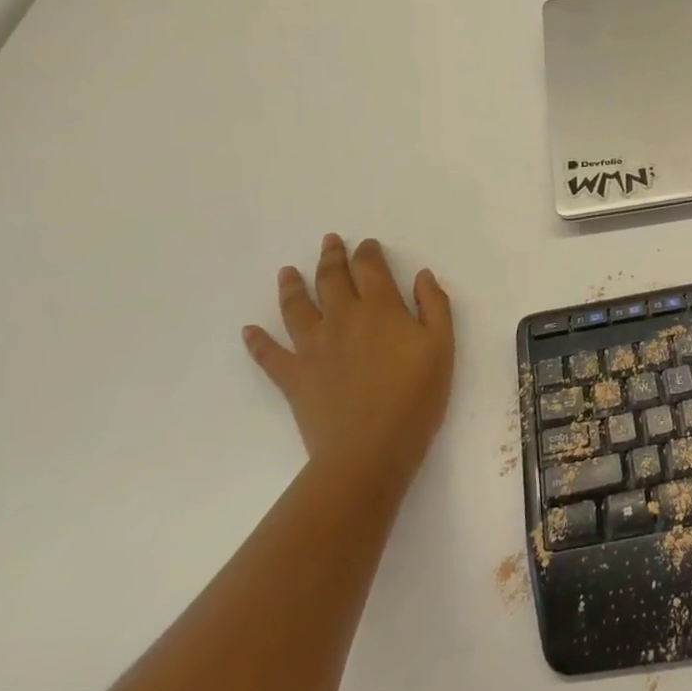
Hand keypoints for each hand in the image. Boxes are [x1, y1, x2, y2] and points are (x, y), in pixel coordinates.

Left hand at [244, 234, 454, 483]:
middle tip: (330, 241)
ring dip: (292, 285)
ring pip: (296, 307)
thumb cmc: (416, 396)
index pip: (370, 268)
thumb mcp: (442, 346)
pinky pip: (269, 354)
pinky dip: (257, 341)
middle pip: (332, 279)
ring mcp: (312, 347)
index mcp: (380, 308)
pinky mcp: (293, 377)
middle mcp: (342, 318)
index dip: (368, 252)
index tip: (368, 244)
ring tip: (287, 271)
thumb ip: (435, 305)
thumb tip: (422, 275)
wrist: (370, 449)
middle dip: (332, 257)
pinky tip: (249, 331)